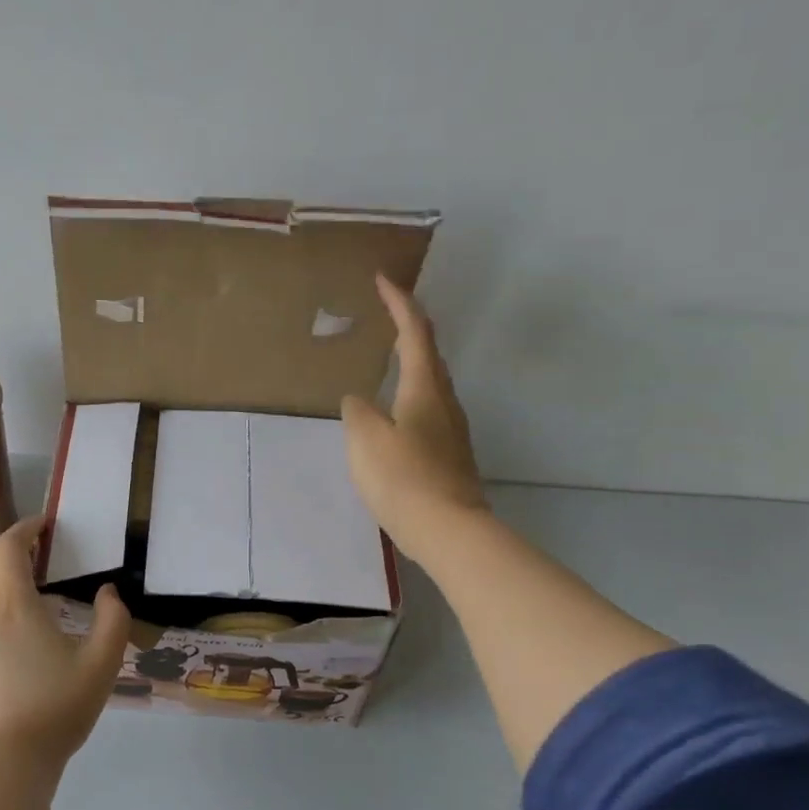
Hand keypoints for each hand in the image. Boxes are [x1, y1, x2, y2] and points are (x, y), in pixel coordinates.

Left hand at [0, 517, 131, 770]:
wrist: (0, 766)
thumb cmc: (56, 708)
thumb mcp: (102, 664)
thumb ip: (113, 619)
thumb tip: (108, 592)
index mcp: (14, 604)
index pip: (10, 546)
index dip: (26, 528)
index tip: (42, 525)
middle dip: (8, 554)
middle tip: (33, 563)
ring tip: (24, 635)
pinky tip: (1, 675)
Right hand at [341, 273, 489, 563]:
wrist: (448, 530)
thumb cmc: (403, 478)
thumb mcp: (365, 439)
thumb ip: (357, 412)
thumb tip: (358, 400)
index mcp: (424, 388)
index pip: (414, 332)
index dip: (399, 302)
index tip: (383, 279)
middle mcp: (444, 401)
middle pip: (430, 353)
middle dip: (409, 327)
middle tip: (386, 314)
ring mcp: (451, 429)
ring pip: (431, 382)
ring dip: (412, 361)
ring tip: (387, 358)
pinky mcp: (449, 454)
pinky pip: (428, 408)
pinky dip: (411, 393)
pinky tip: (395, 411)